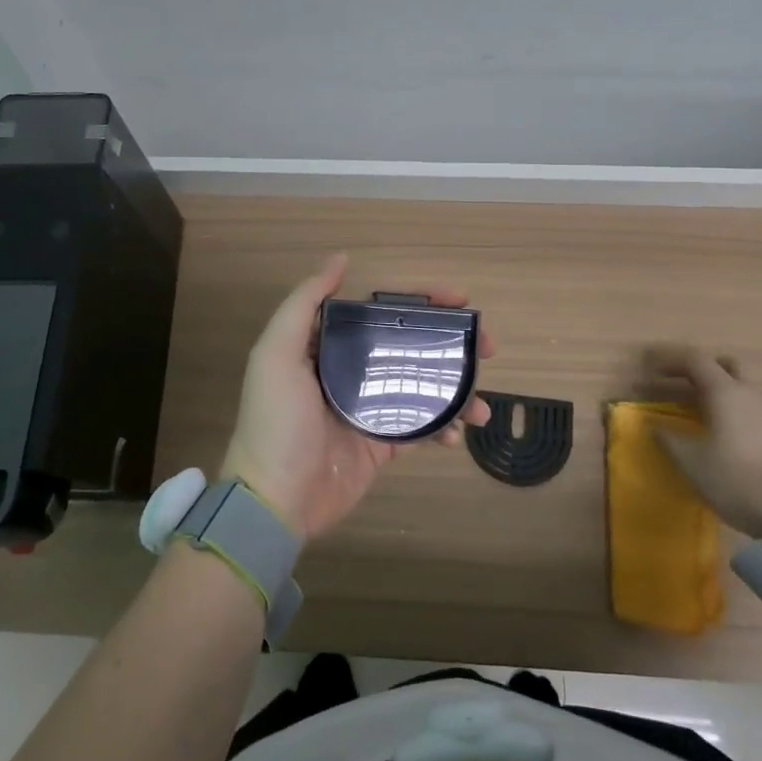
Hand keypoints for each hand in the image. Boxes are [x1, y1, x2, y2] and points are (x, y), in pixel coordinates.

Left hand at [220, 253, 493, 541]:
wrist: (274, 501)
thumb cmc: (276, 422)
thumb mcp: (276, 354)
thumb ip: (304, 303)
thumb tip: (340, 259)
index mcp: (329, 344)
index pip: (382, 310)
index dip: (421, 299)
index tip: (460, 298)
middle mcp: (352, 369)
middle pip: (409, 343)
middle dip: (451, 341)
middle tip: (487, 346)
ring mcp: (370, 407)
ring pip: (422, 384)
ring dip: (456, 386)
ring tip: (482, 402)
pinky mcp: (382, 443)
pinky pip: (422, 426)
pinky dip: (445, 426)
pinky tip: (459, 432)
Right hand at [646, 346, 761, 537]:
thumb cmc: (738, 479)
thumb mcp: (692, 462)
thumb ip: (668, 438)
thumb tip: (654, 424)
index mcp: (725, 391)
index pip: (694, 360)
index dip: (670, 360)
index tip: (651, 369)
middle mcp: (753, 392)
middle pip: (726, 366)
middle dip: (702, 371)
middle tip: (682, 387)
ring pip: (748, 387)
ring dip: (726, 391)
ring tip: (710, 412)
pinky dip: (744, 411)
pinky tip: (736, 434)